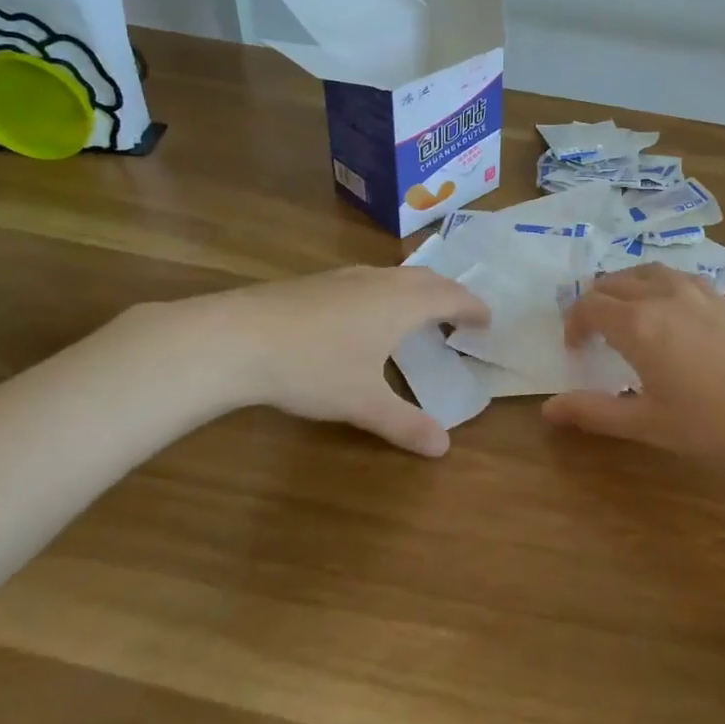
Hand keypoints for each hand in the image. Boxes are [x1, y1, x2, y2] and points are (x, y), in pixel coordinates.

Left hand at [127, 267, 488, 457]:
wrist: (237, 337)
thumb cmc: (312, 367)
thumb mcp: (362, 402)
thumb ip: (405, 423)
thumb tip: (443, 447)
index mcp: (402, 303)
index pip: (452, 297)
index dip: (473, 307)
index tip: (488, 319)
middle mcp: (380, 282)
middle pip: (427, 278)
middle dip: (449, 294)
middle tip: (460, 315)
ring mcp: (346, 277)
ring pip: (395, 276)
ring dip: (417, 291)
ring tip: (419, 314)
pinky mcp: (318, 282)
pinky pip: (370, 280)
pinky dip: (387, 293)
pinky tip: (366, 316)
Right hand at [543, 265, 724, 481]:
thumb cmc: (715, 424)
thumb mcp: (648, 423)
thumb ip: (594, 412)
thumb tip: (548, 410)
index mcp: (638, 323)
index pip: (589, 306)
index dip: (573, 324)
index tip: (574, 349)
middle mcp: (663, 294)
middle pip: (614, 282)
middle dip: (594, 302)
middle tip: (593, 333)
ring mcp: (697, 290)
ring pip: (646, 271)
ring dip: (625, 287)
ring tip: (625, 315)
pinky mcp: (723, 296)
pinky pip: (675, 276)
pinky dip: (655, 286)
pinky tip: (668, 315)